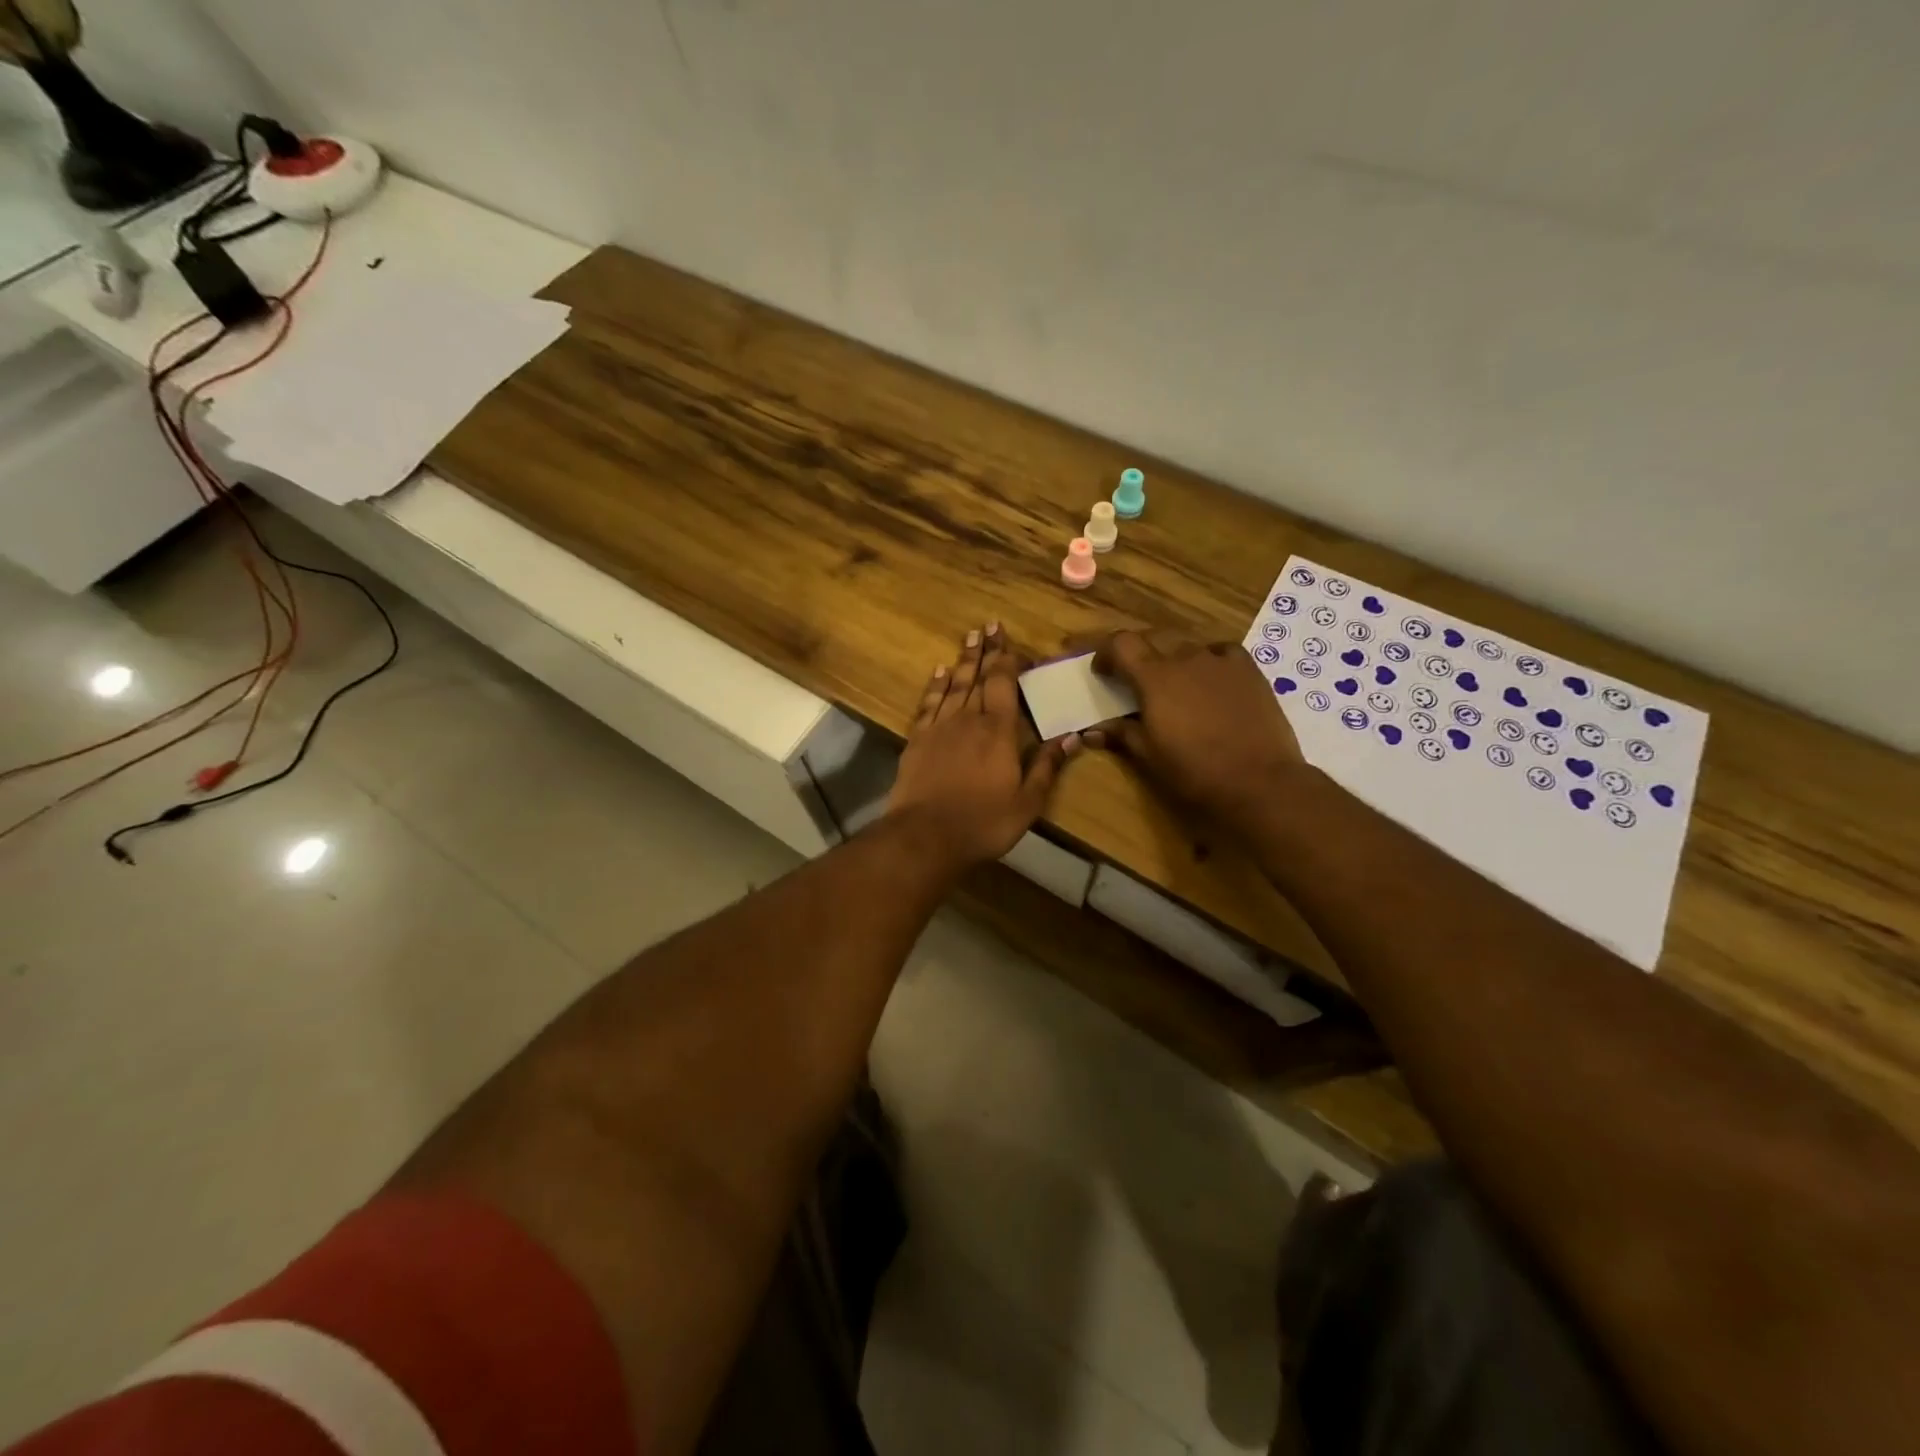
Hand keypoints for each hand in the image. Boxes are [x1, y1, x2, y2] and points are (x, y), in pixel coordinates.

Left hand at [885, 623, 1079, 870]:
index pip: (1004, 684)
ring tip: (969, 638)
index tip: (1008, 638)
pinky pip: (928, 704)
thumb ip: (1047, 766)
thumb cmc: (983, 822)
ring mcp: (939, 728)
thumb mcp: (1027, 802)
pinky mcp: (917, 741)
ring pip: (953, 686)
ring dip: (963, 661)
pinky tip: (939, 673)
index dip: (1007, 659)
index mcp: (998, 732)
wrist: (925, 836)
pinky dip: (935, 686)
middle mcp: (968, 720)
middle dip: (985, 651)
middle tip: (987, 625)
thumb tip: (1072, 737)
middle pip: (978, 678)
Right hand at [1085, 630, 1303, 822]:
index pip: (1121, 643)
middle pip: (1152, 638)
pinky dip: (1207, 660)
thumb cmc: (1195, 771)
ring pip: (1186, 646)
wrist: (1259, 781)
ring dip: (1172, 658)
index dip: (1106, 652)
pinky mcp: (1248, 669)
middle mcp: (1185, 658)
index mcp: (1154, 678)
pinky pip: (1221, 652)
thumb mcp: (1149, 755)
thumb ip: (1120, 734)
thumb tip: (1092, 732)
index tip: (1102, 672)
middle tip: (1133, 679)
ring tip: (1173, 684)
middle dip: (1137, 653)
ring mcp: (1220, 660)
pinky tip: (1210, 679)